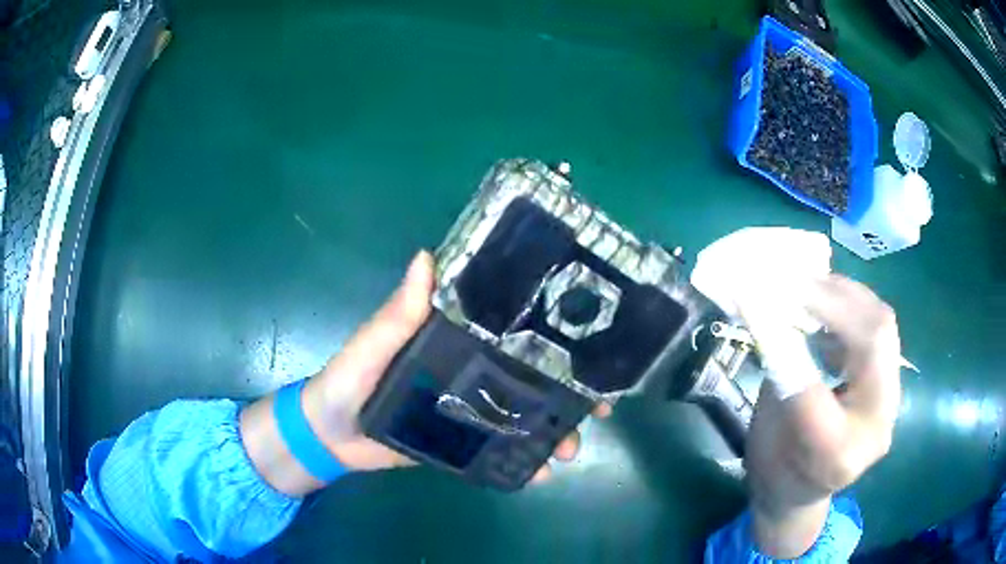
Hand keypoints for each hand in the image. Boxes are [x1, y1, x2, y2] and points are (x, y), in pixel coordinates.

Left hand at [241, 251, 608, 494]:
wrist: (330, 437)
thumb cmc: (346, 381)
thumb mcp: (371, 345)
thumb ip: (397, 314)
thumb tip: (426, 257)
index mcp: (452, 341)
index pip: (509, 333)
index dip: (550, 339)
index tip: (590, 350)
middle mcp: (468, 371)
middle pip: (529, 379)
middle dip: (566, 392)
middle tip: (596, 409)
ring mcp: (468, 409)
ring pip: (521, 416)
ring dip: (550, 430)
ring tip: (569, 449)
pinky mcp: (461, 441)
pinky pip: (498, 449)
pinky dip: (522, 461)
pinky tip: (542, 472)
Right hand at [744, 275, 901, 557]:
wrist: (804, 493)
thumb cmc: (776, 469)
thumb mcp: (766, 429)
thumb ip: (777, 372)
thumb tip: (769, 307)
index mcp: (835, 457)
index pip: (812, 391)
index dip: (783, 340)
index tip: (754, 298)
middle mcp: (875, 427)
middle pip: (873, 339)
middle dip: (831, 298)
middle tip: (791, 278)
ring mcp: (891, 401)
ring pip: (882, 325)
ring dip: (843, 294)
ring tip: (807, 283)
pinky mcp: (891, 380)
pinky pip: (879, 328)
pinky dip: (852, 304)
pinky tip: (827, 302)